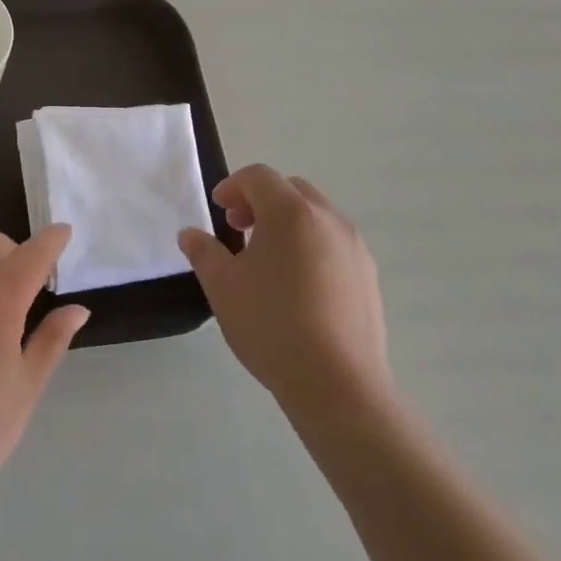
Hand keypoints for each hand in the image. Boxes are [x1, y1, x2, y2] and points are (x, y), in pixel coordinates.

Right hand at [179, 165, 389, 420]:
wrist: (337, 384)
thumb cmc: (271, 324)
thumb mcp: (222, 286)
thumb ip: (203, 252)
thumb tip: (190, 234)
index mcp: (292, 213)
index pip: (260, 177)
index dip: (233, 186)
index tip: (218, 211)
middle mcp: (329, 220)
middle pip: (292, 190)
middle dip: (261, 201)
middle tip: (238, 228)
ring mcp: (355, 248)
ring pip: (316, 217)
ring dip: (287, 223)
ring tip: (266, 260)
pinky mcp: (369, 277)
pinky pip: (334, 244)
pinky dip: (310, 246)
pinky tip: (296, 287)